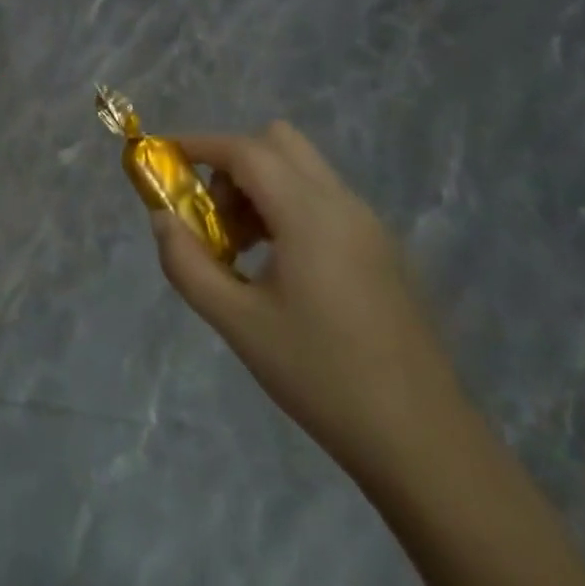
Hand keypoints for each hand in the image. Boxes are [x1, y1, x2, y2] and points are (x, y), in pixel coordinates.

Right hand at [154, 122, 467, 480]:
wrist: (423, 443)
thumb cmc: (321, 377)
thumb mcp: (237, 323)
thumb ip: (187, 264)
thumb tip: (162, 219)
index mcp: (309, 214)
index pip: (245, 150)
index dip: (199, 144)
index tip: (163, 157)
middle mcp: (343, 204)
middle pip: (278, 142)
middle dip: (233, 161)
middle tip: (211, 212)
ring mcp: (369, 225)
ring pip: (302, 169)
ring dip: (260, 185)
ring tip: (241, 248)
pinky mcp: (382, 250)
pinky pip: (324, 198)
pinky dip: (288, 206)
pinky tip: (279, 267)